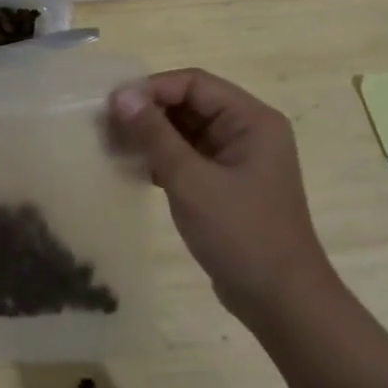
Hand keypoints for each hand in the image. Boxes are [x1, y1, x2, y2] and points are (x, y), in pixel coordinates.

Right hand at [109, 69, 330, 319]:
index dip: (152, 88)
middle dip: (148, 112)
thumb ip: (154, 134)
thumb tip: (120, 94)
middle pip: (189, 104)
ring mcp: (237, 159)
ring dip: (151, 135)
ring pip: (185, 131)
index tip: (113, 104)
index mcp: (251, 120)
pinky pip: (188, 156)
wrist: (281, 303)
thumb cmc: (241, 234)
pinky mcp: (225, 184)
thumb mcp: (191, 180)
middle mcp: (247, 131)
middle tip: (106, 125)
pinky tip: (133, 168)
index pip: (194, 83)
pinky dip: (161, 158)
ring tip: (112, 145)